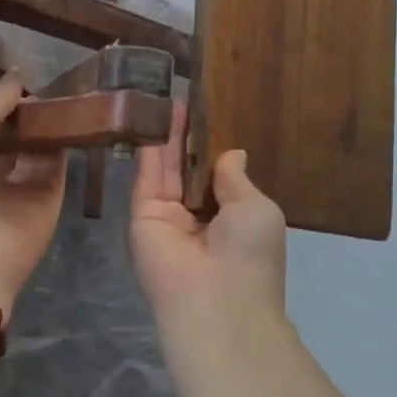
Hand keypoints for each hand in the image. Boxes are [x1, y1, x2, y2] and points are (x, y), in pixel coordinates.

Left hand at [0, 77, 66, 319]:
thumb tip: (16, 78)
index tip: (24, 73)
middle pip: (12, 134)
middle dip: (28, 110)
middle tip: (55, 79)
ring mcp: (17, 188)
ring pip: (38, 148)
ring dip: (50, 123)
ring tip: (71, 90)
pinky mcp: (47, 203)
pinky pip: (59, 168)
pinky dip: (67, 144)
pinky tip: (79, 116)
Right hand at [130, 102, 285, 316]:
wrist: (215, 298)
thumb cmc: (249, 254)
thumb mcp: (256, 208)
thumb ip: (236, 179)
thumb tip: (233, 153)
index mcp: (227, 218)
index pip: (213, 177)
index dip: (208, 149)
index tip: (204, 117)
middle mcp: (194, 216)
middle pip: (185, 169)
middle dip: (184, 138)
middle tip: (179, 100)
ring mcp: (165, 216)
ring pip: (164, 169)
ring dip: (165, 136)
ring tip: (164, 98)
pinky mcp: (140, 215)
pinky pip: (146, 178)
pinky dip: (149, 149)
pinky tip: (151, 118)